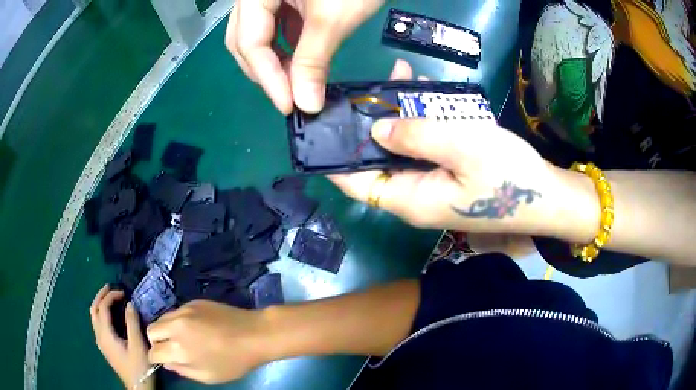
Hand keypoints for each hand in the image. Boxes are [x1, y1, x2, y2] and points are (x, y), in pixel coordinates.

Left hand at [90, 285, 152, 389]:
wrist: (137, 386)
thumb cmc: (139, 366)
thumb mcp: (138, 345)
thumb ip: (133, 323)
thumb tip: (130, 304)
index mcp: (105, 333)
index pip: (103, 307)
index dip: (111, 296)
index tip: (124, 292)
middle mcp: (99, 335)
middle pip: (94, 309)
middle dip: (101, 295)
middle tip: (111, 288)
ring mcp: (100, 341)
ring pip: (94, 316)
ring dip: (100, 303)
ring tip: (110, 298)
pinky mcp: (104, 346)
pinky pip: (97, 323)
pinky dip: (102, 313)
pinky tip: (110, 315)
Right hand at [147, 300, 268, 383]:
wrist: (255, 334)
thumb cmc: (234, 361)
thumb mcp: (209, 376)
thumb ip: (183, 370)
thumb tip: (167, 362)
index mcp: (179, 348)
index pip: (153, 351)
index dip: (155, 358)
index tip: (162, 360)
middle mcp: (176, 326)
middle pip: (151, 330)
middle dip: (156, 341)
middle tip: (170, 348)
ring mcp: (184, 310)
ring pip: (161, 318)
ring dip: (165, 330)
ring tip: (182, 338)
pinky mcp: (192, 301)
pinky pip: (175, 311)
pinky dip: (177, 321)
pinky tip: (194, 327)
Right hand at [225, 0, 383, 113]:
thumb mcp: (333, 18)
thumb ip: (313, 60)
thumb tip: (305, 106)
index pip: (248, 41)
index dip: (267, 78)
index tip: (288, 107)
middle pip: (244, 39)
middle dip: (265, 71)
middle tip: (288, 96)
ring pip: (258, 34)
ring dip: (275, 61)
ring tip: (296, 81)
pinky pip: (276, 24)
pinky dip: (287, 44)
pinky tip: (302, 57)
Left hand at [330, 60, 565, 236]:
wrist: (550, 196)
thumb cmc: (511, 176)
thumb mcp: (464, 148)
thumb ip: (416, 137)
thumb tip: (376, 130)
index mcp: (410, 199)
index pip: (356, 182)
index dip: (336, 157)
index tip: (324, 125)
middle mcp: (415, 196)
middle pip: (379, 160)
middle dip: (373, 123)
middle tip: (373, 86)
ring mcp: (434, 185)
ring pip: (404, 148)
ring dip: (402, 115)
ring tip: (403, 77)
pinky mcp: (451, 174)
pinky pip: (428, 146)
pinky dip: (425, 121)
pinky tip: (427, 92)